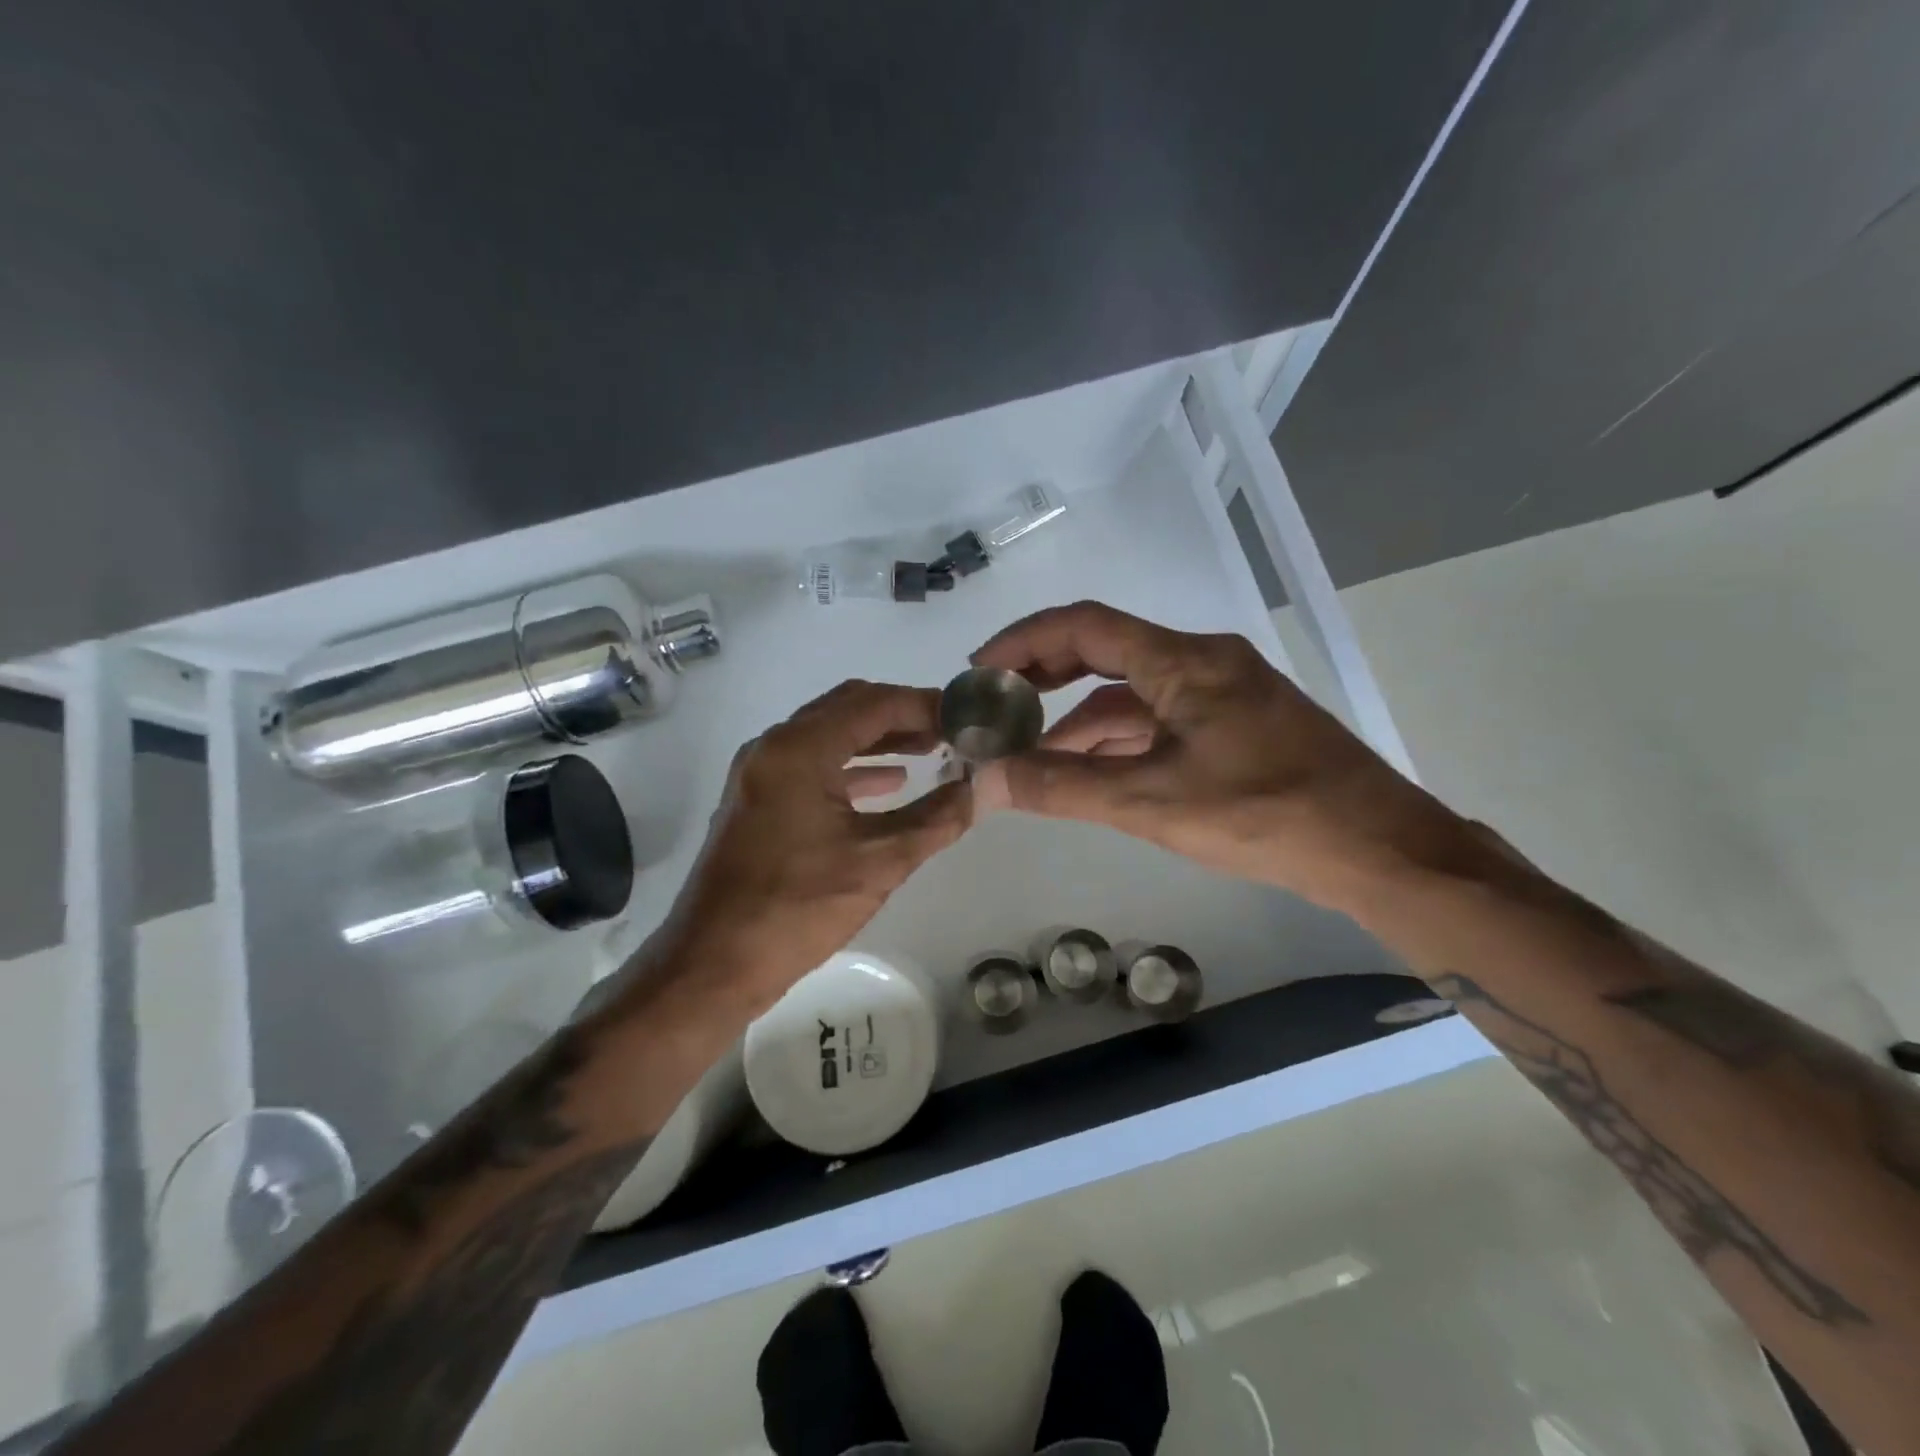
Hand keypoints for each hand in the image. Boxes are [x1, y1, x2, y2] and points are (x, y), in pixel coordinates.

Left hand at [646, 679, 969, 1013]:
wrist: (713, 964)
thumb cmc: (797, 909)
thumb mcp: (879, 862)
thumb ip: (936, 819)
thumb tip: (980, 789)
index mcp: (799, 749)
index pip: (874, 704)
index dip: (925, 706)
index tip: (965, 718)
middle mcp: (774, 747)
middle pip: (848, 709)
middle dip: (902, 716)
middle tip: (950, 732)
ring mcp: (760, 773)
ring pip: (829, 735)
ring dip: (878, 740)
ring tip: (930, 751)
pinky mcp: (757, 799)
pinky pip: (812, 764)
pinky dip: (852, 767)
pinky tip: (889, 784)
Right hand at [968, 601, 1480, 914]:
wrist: (1380, 850)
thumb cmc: (1266, 815)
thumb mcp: (1152, 803)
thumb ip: (1063, 788)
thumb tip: (985, 779)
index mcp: (1185, 661)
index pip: (1084, 626)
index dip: (1024, 641)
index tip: (979, 670)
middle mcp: (1203, 661)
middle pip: (1105, 651)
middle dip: (1045, 677)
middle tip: (996, 706)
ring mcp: (1223, 693)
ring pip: (1132, 693)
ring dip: (1079, 719)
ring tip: (1029, 753)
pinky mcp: (1236, 726)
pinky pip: (1160, 719)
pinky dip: (1117, 740)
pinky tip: (1088, 771)